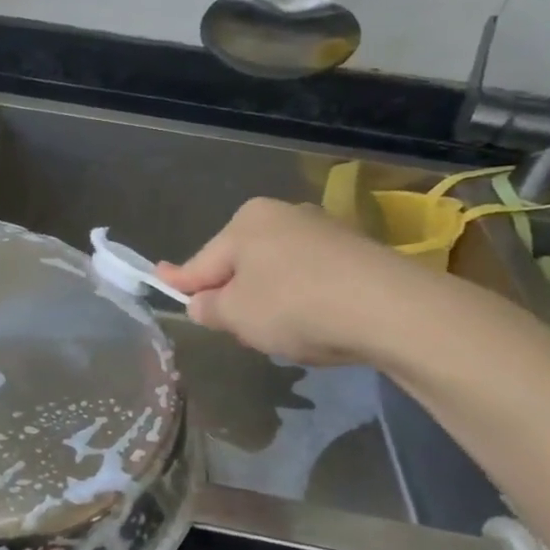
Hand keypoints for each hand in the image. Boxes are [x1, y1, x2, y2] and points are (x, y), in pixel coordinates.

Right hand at [158, 198, 442, 364]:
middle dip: (234, 294)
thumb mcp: (236, 315)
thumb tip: (201, 303)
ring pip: (278, 271)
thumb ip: (209, 308)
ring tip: (283, 334)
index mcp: (247, 221)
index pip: (203, 260)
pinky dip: (305, 299)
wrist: (390, 309)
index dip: (180, 280)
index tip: (158, 279)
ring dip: (270, 299)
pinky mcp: (358, 252)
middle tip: (235, 330)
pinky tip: (318, 325)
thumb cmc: (294, 305)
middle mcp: (284, 215)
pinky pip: (312, 278)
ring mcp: (324, 230)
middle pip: (242, 263)